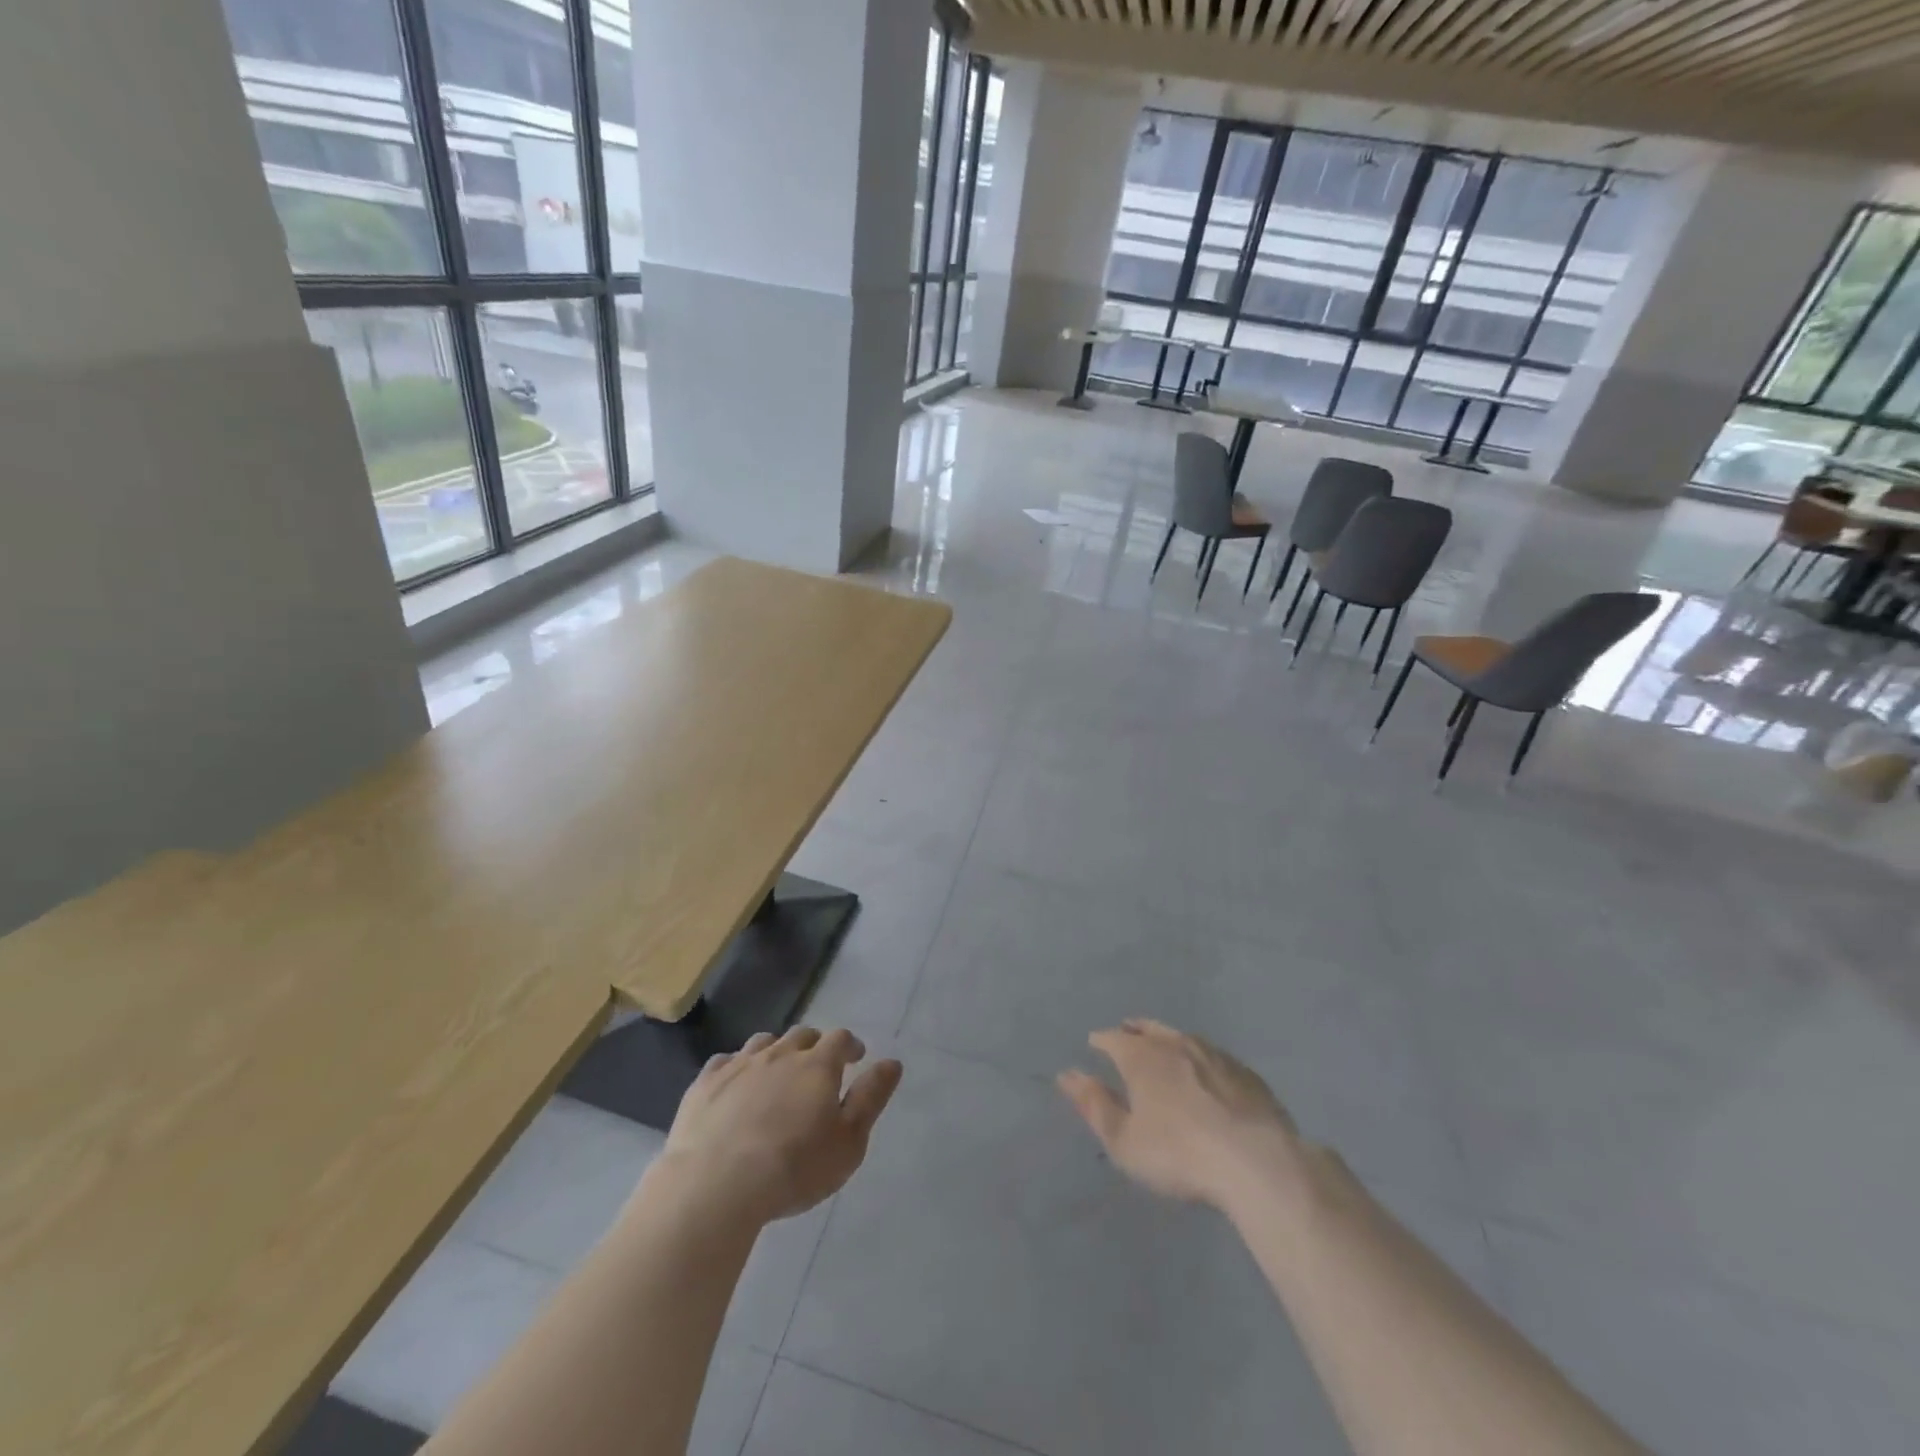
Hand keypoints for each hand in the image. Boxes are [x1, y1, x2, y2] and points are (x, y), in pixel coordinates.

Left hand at [658, 1027, 901, 1225]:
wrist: (715, 1186)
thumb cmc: (794, 1168)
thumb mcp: (848, 1142)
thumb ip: (871, 1098)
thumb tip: (892, 1062)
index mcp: (817, 1065)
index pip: (840, 1038)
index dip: (850, 1045)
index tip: (855, 1057)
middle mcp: (779, 1053)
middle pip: (801, 1036)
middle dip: (814, 1046)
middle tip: (817, 1068)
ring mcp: (739, 1065)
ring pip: (764, 1043)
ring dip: (776, 1052)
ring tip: (777, 1074)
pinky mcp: (705, 1084)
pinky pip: (725, 1062)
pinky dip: (737, 1068)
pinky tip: (736, 1086)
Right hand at [1058, 1020, 1301, 1211]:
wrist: (1256, 1162)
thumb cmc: (1179, 1154)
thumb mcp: (1124, 1140)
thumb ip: (1095, 1105)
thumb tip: (1066, 1074)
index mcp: (1142, 1057)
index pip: (1114, 1038)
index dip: (1101, 1040)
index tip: (1094, 1043)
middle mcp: (1175, 1044)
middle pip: (1149, 1029)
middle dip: (1134, 1029)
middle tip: (1126, 1031)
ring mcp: (1214, 1054)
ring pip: (1182, 1037)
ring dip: (1167, 1038)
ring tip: (1162, 1045)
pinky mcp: (1245, 1072)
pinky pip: (1213, 1055)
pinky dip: (1199, 1057)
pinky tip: (1205, 1071)